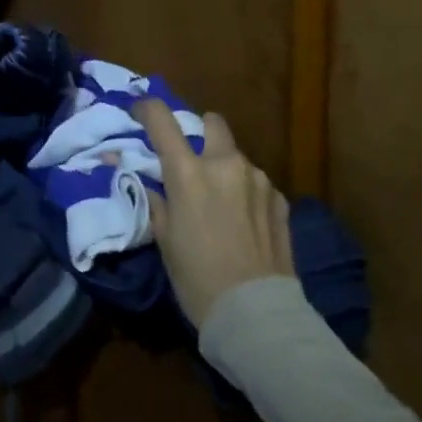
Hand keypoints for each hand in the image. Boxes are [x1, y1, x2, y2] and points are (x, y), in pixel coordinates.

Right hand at [136, 98, 293, 328]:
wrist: (255, 313)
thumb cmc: (196, 277)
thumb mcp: (163, 238)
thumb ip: (154, 198)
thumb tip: (142, 177)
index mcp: (188, 172)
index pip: (162, 119)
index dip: (148, 109)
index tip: (141, 113)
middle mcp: (226, 164)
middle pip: (212, 122)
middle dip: (199, 132)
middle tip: (190, 161)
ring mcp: (259, 179)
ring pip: (236, 156)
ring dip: (224, 167)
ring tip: (219, 202)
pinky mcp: (280, 199)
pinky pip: (256, 182)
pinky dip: (245, 191)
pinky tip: (242, 221)